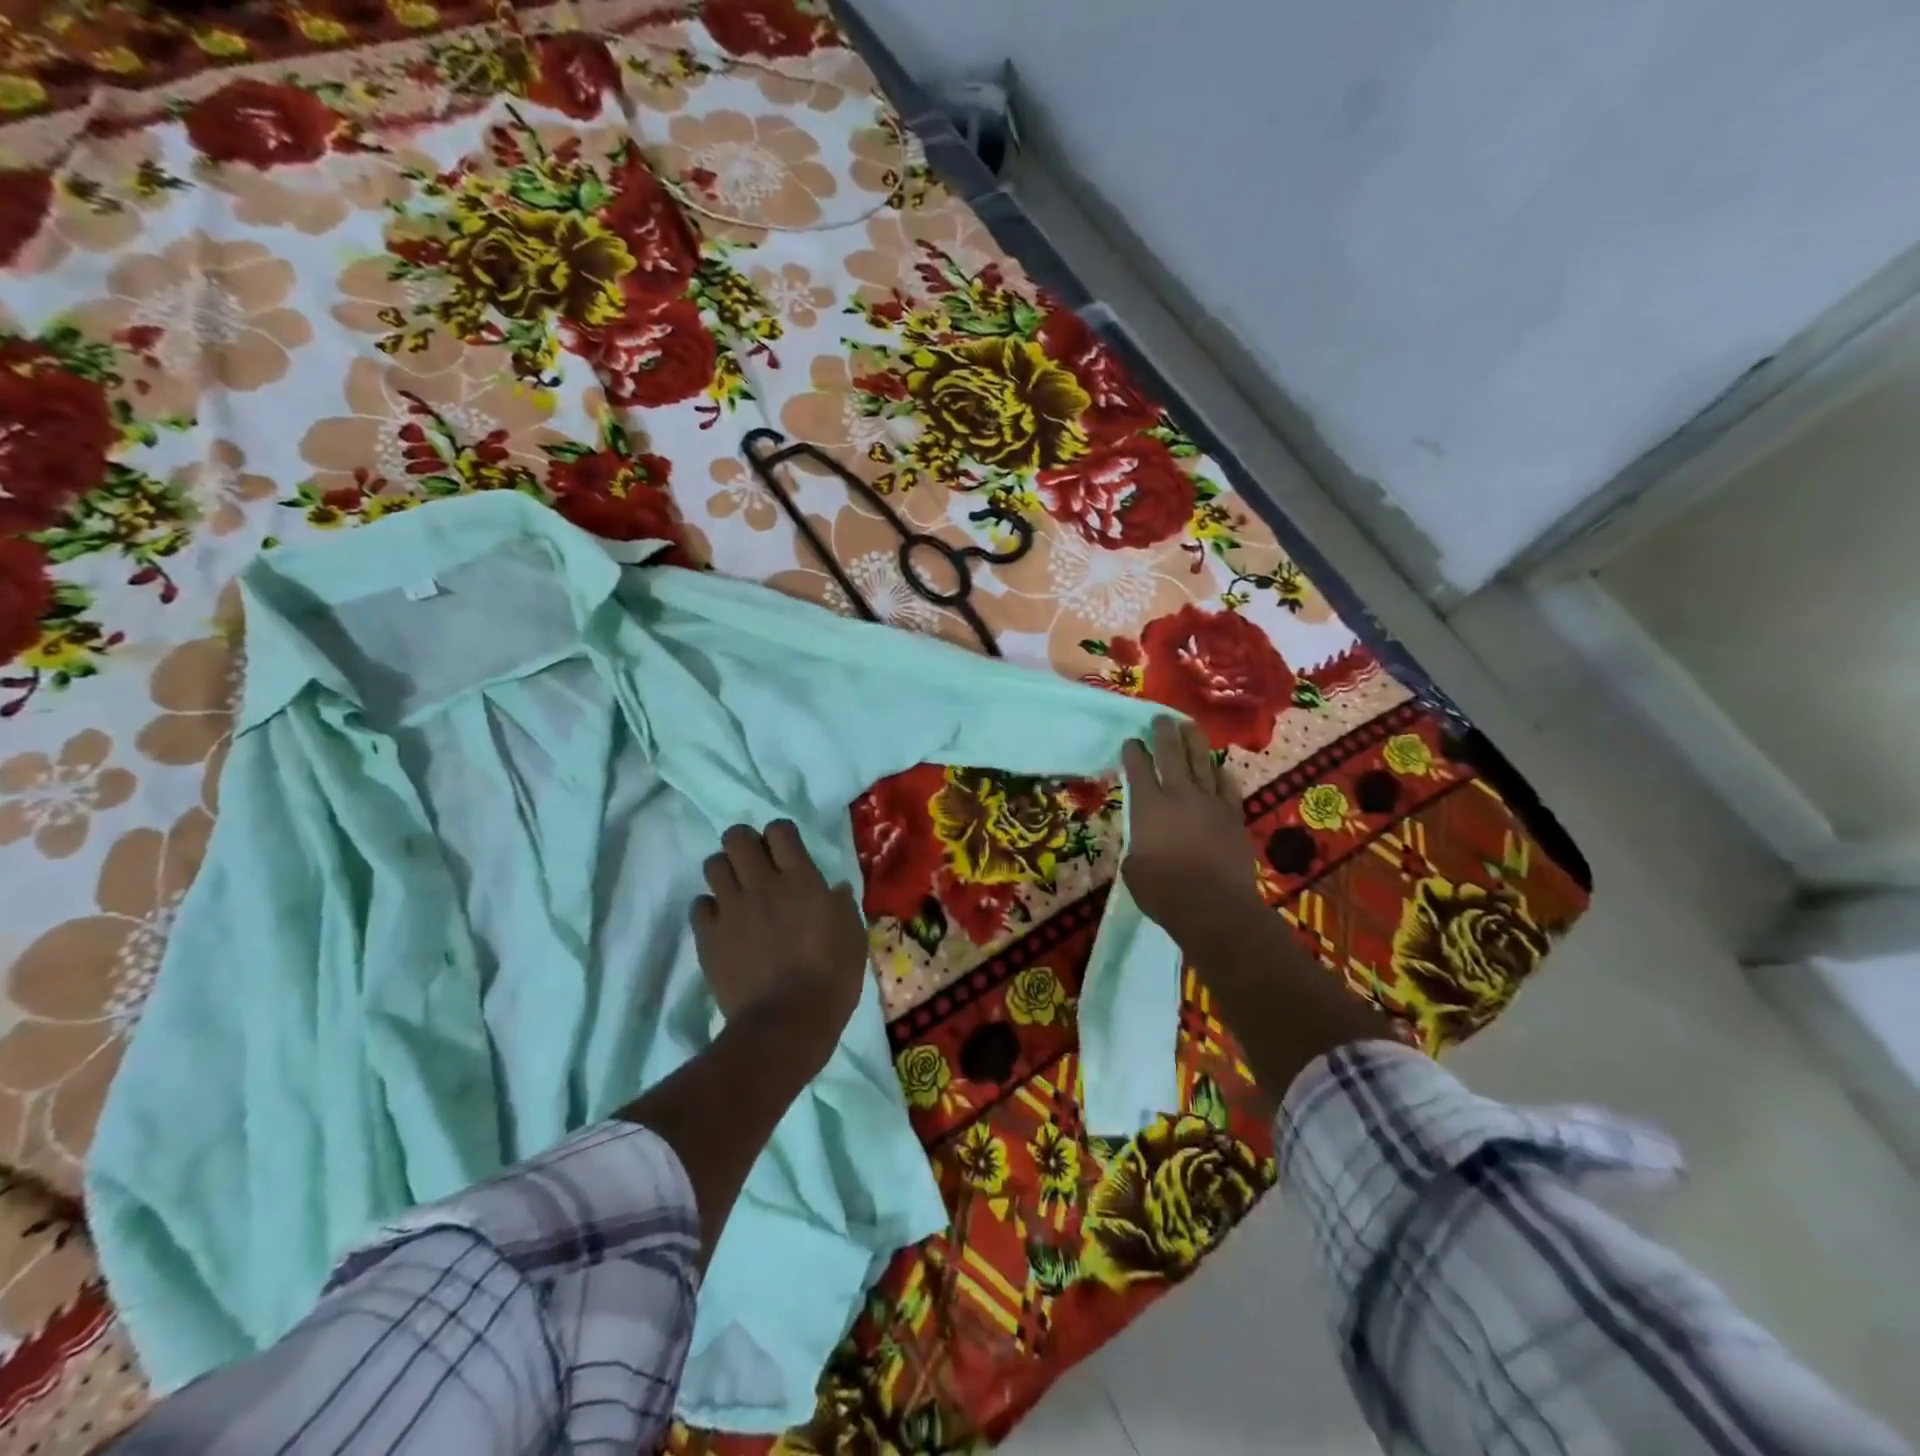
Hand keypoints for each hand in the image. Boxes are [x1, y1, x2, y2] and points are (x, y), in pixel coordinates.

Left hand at [691, 820, 868, 1061]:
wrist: (787, 1022)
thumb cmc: (832, 977)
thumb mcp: (853, 936)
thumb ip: (841, 906)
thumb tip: (835, 888)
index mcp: (801, 878)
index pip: (779, 829)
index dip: (780, 836)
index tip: (786, 853)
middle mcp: (762, 883)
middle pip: (736, 837)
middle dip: (744, 844)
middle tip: (756, 867)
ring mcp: (731, 908)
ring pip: (713, 864)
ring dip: (725, 872)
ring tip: (737, 892)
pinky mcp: (708, 936)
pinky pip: (699, 905)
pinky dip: (710, 909)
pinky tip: (723, 924)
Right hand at [1120, 717, 1264, 950]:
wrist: (1214, 907)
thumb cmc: (1164, 892)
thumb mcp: (1133, 869)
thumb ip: (1137, 847)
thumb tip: (1143, 845)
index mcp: (1148, 806)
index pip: (1138, 768)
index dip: (1133, 751)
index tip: (1131, 741)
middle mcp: (1179, 795)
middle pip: (1172, 753)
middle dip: (1164, 732)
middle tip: (1160, 719)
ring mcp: (1210, 803)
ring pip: (1202, 761)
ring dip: (1194, 741)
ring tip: (1189, 727)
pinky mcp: (1233, 816)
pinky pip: (1227, 786)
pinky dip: (1220, 774)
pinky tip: (1218, 768)